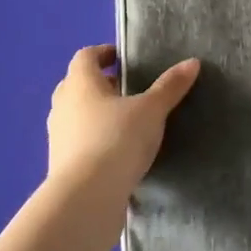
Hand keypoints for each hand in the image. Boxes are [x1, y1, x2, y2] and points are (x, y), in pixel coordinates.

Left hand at [47, 46, 199, 215]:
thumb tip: (192, 62)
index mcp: (80, 82)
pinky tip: (117, 151)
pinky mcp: (60, 163)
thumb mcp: (151, 110)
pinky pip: (78, 141)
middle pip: (78, 84)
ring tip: (126, 121)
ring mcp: (58, 135)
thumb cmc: (116, 139)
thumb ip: (170, 86)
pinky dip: (94, 139)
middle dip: (101, 84)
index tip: (123, 58)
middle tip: (128, 89)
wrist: (86, 198)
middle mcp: (63, 103)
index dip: (103, 53)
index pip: (86, 56)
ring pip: (76, 113)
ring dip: (96, 113)